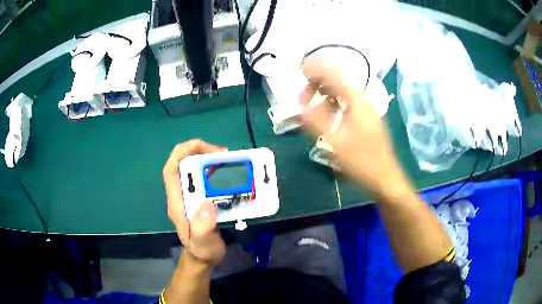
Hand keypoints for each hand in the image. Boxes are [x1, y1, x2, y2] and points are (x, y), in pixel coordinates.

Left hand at [163, 139, 226, 265]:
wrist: (203, 258)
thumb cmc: (202, 251)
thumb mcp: (202, 243)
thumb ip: (202, 228)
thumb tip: (207, 204)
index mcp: (177, 202)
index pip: (171, 170)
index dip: (183, 153)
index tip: (204, 147)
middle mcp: (182, 195)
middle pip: (182, 164)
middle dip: (200, 152)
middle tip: (224, 154)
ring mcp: (191, 196)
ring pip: (194, 168)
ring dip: (209, 160)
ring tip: (229, 160)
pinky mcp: (201, 198)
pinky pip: (205, 178)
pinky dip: (216, 170)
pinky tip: (229, 173)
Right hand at [300, 58, 407, 197]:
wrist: (385, 178)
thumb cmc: (362, 162)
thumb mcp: (336, 143)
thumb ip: (316, 122)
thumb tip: (299, 106)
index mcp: (357, 101)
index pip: (334, 74)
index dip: (315, 69)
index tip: (299, 71)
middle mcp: (363, 100)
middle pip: (338, 81)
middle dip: (317, 84)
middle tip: (302, 99)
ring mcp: (366, 109)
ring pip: (342, 92)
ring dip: (324, 94)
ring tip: (310, 107)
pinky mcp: (366, 118)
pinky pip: (347, 103)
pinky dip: (333, 104)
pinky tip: (326, 115)